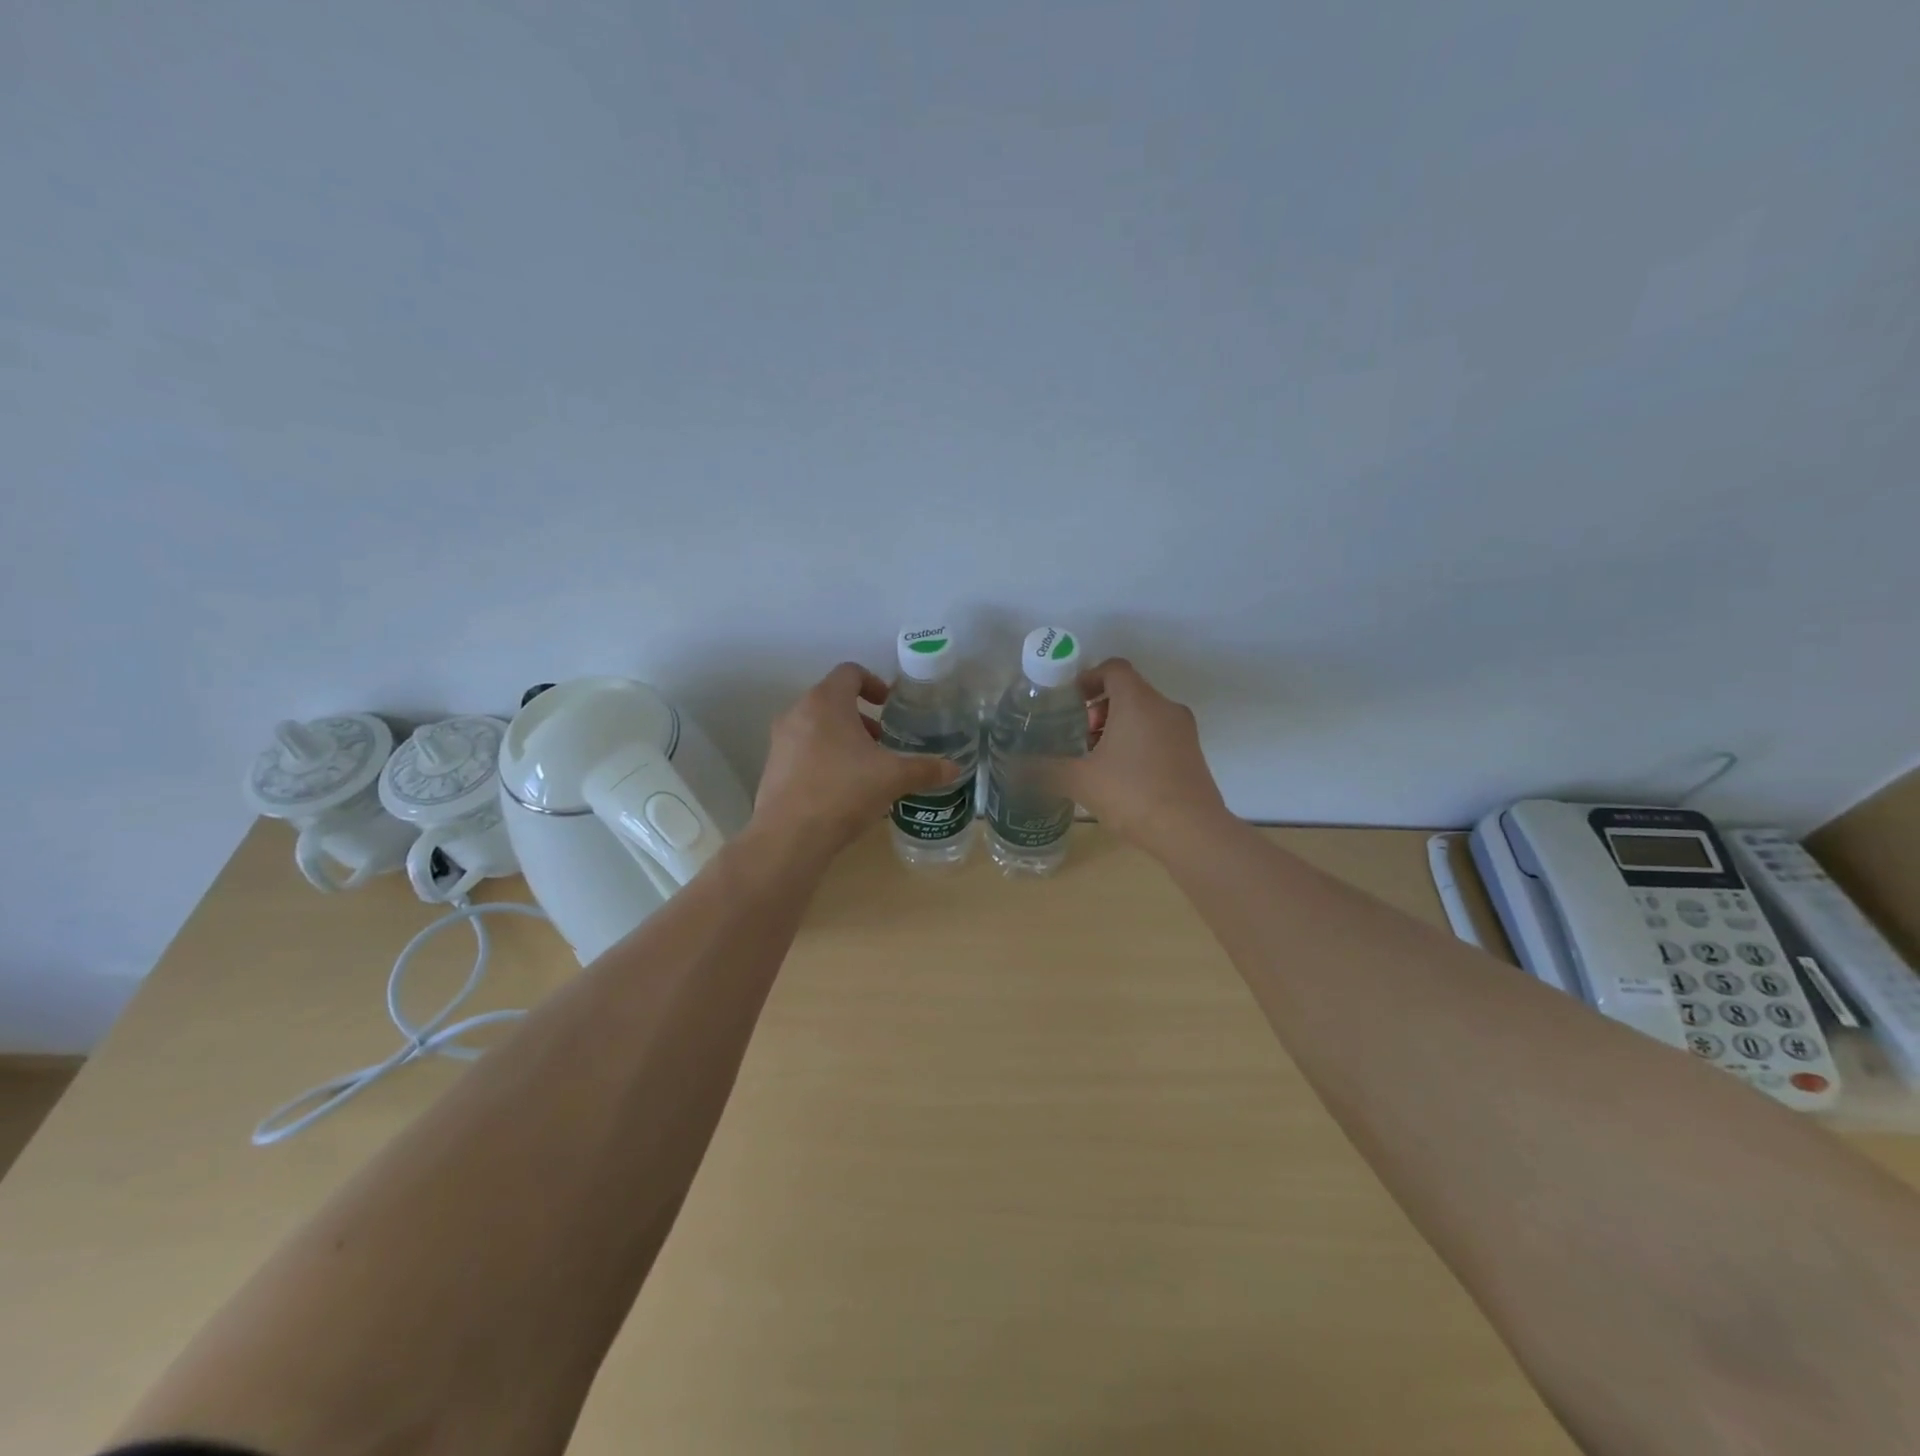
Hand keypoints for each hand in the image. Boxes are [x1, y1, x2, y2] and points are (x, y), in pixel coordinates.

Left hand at [751, 663, 959, 853]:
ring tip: (865, 766)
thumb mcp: (893, 778)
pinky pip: (803, 750)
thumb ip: (925, 769)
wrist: (789, 837)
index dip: (873, 682)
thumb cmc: (844, 791)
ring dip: (843, 737)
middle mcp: (798, 712)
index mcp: (826, 701)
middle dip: (861, 716)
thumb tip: (954, 768)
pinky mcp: (773, 767)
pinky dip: (824, 757)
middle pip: (833, 699)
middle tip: (882, 740)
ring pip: (817, 726)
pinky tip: (843, 788)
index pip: (849, 672)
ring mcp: (781, 740)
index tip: (888, 705)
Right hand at [1050, 658, 1232, 853]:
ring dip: (1118, 727)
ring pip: (1145, 714)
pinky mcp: (1193, 754)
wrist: (1192, 832)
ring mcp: (1184, 731)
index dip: (1088, 678)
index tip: (1070, 701)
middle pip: (1129, 691)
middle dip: (1099, 709)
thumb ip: (1046, 769)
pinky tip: (1121, 777)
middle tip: (1079, 736)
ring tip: (1096, 760)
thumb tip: (1016, 768)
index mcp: (1138, 701)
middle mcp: (1165, 707)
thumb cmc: (1133, 794)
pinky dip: (1137, 742)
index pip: (1113, 668)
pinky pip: (1159, 734)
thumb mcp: (1080, 781)